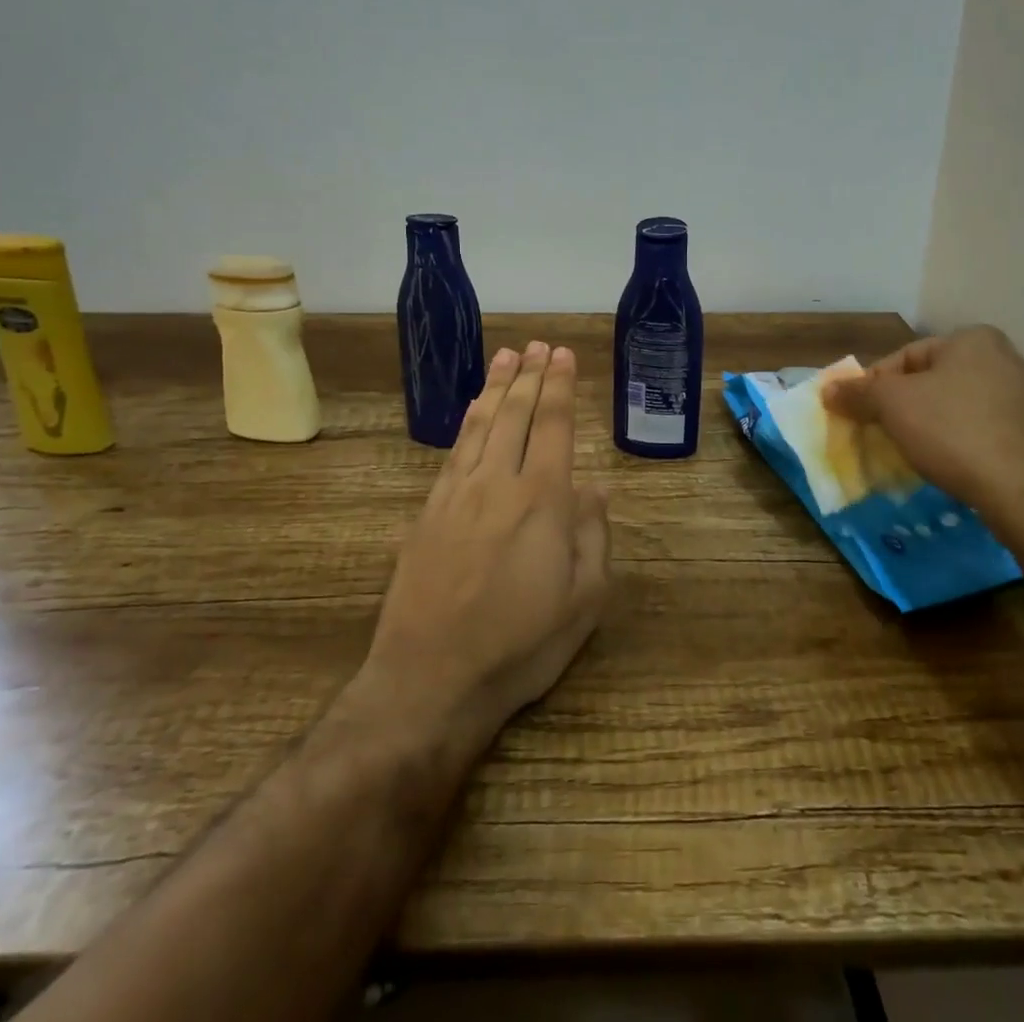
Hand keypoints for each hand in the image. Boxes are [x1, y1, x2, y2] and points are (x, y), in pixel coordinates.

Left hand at [362, 341, 610, 750]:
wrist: (430, 679)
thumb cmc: (520, 645)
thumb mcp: (583, 602)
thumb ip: (593, 537)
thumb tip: (594, 487)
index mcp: (543, 500)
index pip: (555, 426)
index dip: (560, 387)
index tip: (563, 355)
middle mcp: (499, 483)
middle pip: (516, 415)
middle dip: (530, 376)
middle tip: (538, 345)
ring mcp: (458, 494)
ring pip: (482, 425)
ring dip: (497, 388)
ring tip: (508, 358)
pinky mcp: (429, 512)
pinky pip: (454, 451)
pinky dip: (467, 421)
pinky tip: (473, 409)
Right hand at [822, 326, 1023, 515]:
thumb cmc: (954, 431)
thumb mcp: (892, 405)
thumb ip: (858, 393)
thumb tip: (828, 390)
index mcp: (974, 340)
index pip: (906, 355)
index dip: (875, 384)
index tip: (860, 413)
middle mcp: (1007, 359)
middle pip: (935, 380)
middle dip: (905, 406)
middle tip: (882, 433)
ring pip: (960, 407)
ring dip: (933, 426)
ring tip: (913, 453)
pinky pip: (986, 432)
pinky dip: (963, 444)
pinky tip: (950, 466)